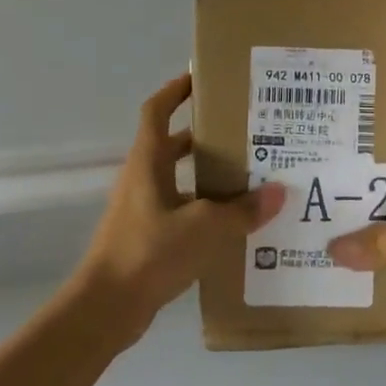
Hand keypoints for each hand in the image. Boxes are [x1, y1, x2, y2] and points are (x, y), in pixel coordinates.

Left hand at [74, 73, 283, 344]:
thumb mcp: (204, 228)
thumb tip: (279, 193)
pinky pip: (181, 209)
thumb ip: (242, 211)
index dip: (175, 90)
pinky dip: (205, 208)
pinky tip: (235, 222)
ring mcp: (142, 209)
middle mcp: (142, 179)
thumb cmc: (149, 253)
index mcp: (147, 162)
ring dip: (208, 175)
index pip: (157, 110)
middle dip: (206, 135)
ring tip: (251, 176)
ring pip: (180, 179)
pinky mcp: (148, 237)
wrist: (106, 308)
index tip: (202, 77)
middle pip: (173, 144)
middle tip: (246, 132)